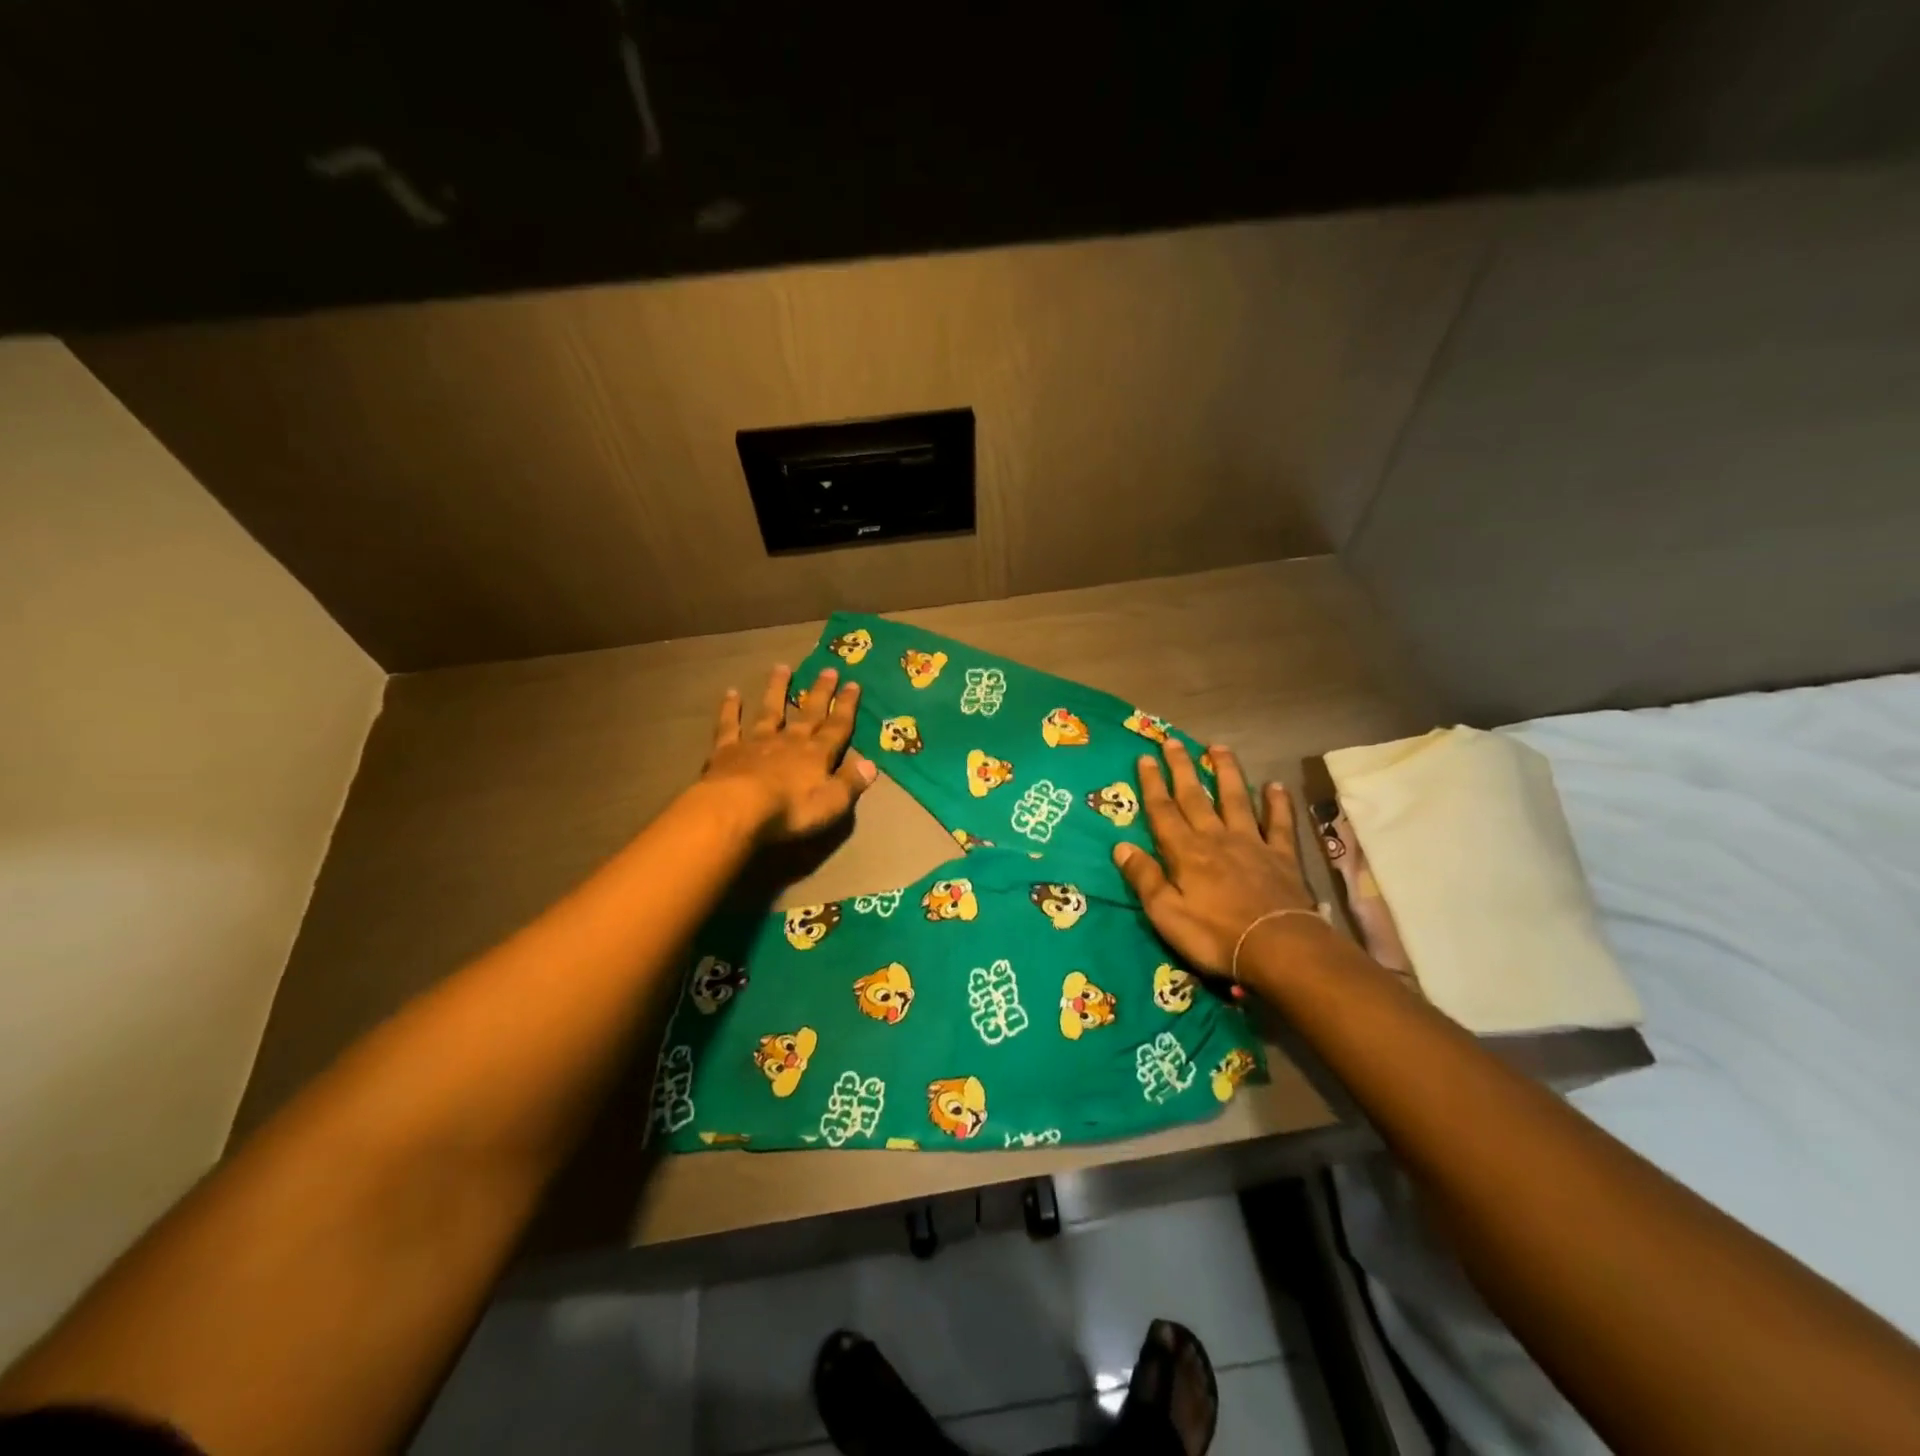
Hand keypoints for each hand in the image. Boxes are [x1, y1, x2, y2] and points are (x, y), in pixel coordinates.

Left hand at [700, 664, 876, 841]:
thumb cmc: (790, 810)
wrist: (737, 808)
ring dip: (776, 689)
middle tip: (828, 669)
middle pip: (808, 713)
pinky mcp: (727, 750)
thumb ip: (851, 782)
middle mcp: (789, 741)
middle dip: (820, 692)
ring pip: (769, 710)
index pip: (837, 727)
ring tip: (782, 667)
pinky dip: (730, 709)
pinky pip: (729, 725)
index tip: (853, 684)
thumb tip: (871, 764)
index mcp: (816, 755)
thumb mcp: (831, 803)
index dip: (846, 706)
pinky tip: (731, 693)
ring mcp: (756, 742)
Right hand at [1113, 740, 1319, 977]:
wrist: (1278, 947)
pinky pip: (1278, 824)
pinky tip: (1275, 786)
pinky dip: (1277, 804)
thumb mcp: (1166, 913)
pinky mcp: (1281, 856)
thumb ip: (1144, 878)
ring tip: (1218, 747)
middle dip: (1182, 768)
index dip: (1152, 784)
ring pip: (1235, 799)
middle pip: (1195, 796)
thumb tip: (1120, 846)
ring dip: (1225, 772)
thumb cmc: (1215, 935)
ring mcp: (1251, 843)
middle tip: (1172, 740)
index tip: (1144, 758)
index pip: (1163, 811)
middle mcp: (1216, 838)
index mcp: (1185, 852)